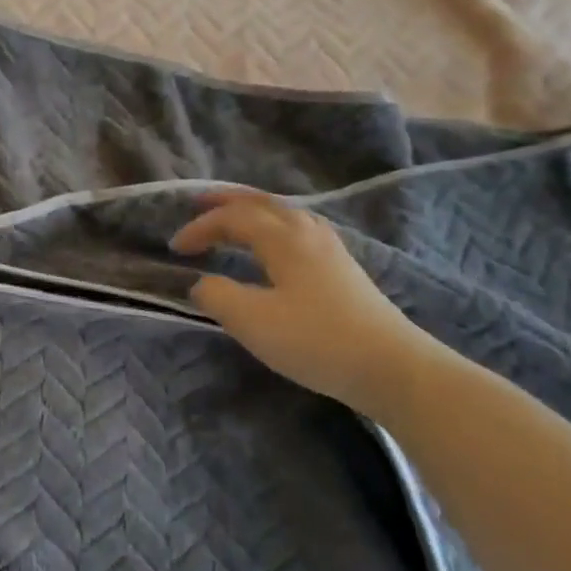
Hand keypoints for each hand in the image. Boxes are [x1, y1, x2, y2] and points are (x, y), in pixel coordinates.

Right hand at [170, 190, 442, 416]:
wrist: (394, 369)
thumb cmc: (316, 340)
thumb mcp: (251, 320)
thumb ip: (216, 295)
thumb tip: (202, 284)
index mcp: (283, 238)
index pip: (233, 218)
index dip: (200, 228)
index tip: (175, 249)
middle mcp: (308, 233)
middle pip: (262, 203)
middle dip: (227, 201)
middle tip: (198, 202)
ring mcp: (331, 250)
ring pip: (285, 214)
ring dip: (253, 211)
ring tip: (233, 218)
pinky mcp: (344, 271)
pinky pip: (299, 230)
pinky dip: (274, 226)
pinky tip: (275, 244)